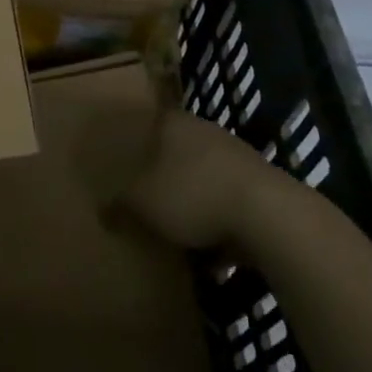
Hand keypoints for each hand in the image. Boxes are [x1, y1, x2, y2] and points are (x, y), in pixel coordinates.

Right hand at [115, 110, 265, 249]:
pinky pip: (229, 200)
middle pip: (178, 149)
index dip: (137, 140)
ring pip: (205, 174)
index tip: (125, 161)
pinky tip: (212, 249)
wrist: (270, 216)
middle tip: (147, 197)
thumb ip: (120, 204)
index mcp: (175, 124)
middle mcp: (206, 131)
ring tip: (177, 228)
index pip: (150, 121)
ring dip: (194, 198)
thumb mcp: (143, 203)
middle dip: (164, 173)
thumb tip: (102, 210)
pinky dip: (220, 219)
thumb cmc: (194, 195)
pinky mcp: (262, 186)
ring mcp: (238, 156)